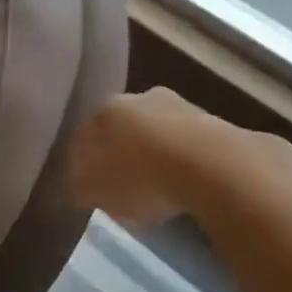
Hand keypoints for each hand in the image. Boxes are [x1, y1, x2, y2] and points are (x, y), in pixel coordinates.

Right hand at [70, 88, 220, 227]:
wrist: (207, 164)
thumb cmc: (141, 179)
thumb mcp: (98, 193)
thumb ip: (84, 186)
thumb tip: (83, 185)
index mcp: (103, 112)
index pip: (84, 137)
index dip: (84, 164)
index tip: (90, 187)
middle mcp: (135, 98)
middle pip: (121, 128)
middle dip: (121, 151)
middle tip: (124, 182)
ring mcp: (174, 103)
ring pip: (155, 129)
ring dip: (153, 149)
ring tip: (159, 182)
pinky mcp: (208, 117)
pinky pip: (184, 139)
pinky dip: (181, 155)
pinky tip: (185, 178)